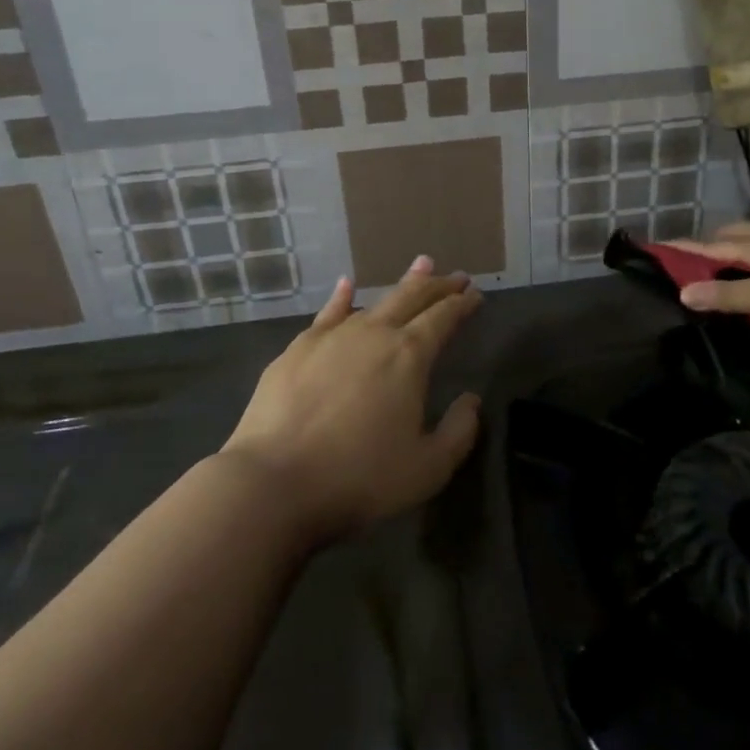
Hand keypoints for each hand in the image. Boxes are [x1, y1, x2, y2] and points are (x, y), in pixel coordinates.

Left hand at [223, 256, 482, 543]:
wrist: (274, 482)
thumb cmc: (359, 478)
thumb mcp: (428, 468)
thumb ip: (459, 432)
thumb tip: (471, 400)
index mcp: (410, 356)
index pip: (443, 318)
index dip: (462, 305)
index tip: (475, 294)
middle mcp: (374, 334)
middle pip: (413, 298)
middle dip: (438, 285)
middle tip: (456, 275)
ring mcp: (332, 337)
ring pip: (375, 299)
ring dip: (402, 284)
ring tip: (420, 266)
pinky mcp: (298, 349)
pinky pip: (328, 313)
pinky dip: (342, 297)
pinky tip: (347, 285)